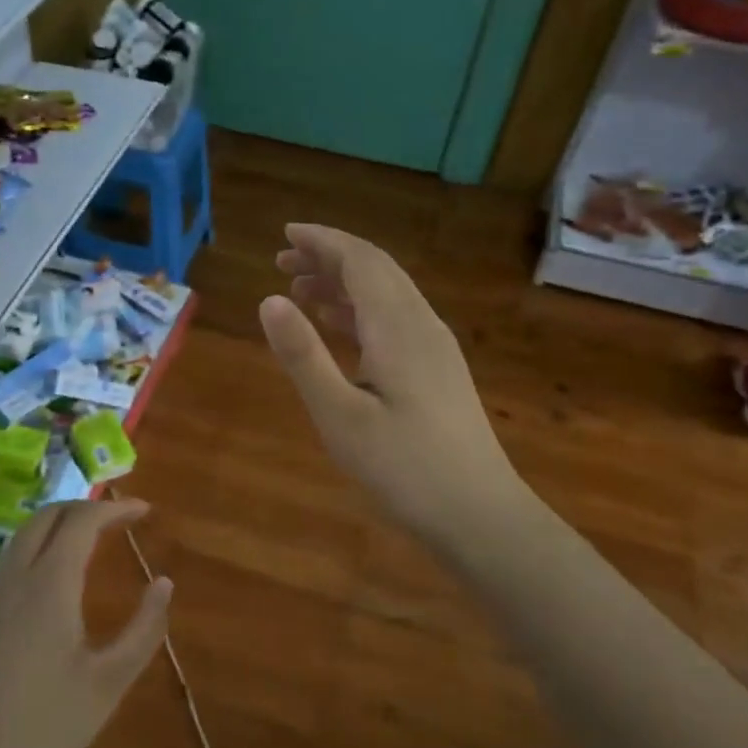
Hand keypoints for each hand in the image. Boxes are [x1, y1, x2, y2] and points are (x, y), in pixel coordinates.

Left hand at [0, 500, 171, 747]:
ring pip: (23, 539)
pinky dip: (41, 549)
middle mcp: (14, 581)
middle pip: (46, 518)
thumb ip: (143, 629)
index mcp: (47, 586)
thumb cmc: (45, 731)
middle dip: (84, 507)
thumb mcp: (108, 683)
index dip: (115, 508)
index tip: (145, 511)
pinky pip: (12, 564)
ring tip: (93, 540)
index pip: (81, 521)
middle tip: (119, 519)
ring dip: (59, 525)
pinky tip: (58, 582)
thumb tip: (164, 582)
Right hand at [260, 224, 520, 554]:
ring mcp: (435, 348)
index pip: (360, 261)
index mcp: (397, 327)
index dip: (322, 241)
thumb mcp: (340, 415)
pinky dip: (361, 311)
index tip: (285, 234)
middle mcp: (421, 325)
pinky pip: (395, 320)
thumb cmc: (404, 468)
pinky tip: (340, 328)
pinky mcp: (438, 370)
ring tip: (300, 290)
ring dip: (344, 284)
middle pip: (376, 270)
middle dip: (329, 257)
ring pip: (387, 294)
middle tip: (283, 262)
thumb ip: (303, 355)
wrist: (479, 514)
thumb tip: (268, 299)